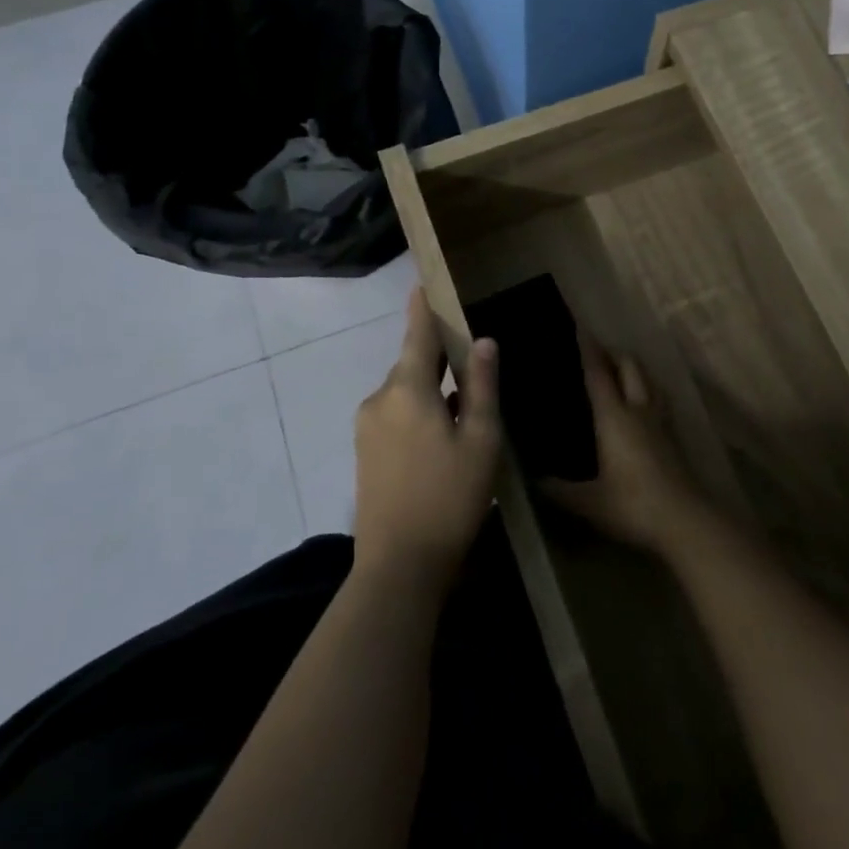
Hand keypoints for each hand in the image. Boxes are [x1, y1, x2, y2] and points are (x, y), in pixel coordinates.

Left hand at [351, 289, 502, 588]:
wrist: (398, 568)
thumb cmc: (449, 499)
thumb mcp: (480, 441)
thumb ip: (481, 387)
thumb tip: (484, 342)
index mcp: (408, 390)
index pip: (418, 334)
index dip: (423, 307)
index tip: (424, 281)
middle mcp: (380, 399)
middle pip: (413, 363)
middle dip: (438, 356)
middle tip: (470, 355)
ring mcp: (367, 426)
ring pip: (405, 391)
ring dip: (431, 388)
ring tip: (464, 403)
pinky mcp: (365, 451)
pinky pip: (395, 413)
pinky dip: (418, 411)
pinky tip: (442, 434)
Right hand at [542, 329, 707, 555]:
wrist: (685, 520)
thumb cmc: (632, 505)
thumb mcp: (589, 502)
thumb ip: (559, 490)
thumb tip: (531, 480)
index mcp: (614, 417)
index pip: (598, 373)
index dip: (588, 349)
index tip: (579, 328)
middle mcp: (638, 409)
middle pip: (629, 367)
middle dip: (613, 353)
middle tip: (597, 351)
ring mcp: (660, 421)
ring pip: (649, 380)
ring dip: (634, 369)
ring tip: (620, 370)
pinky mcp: (674, 436)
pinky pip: (659, 399)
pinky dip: (648, 390)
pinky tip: (643, 403)